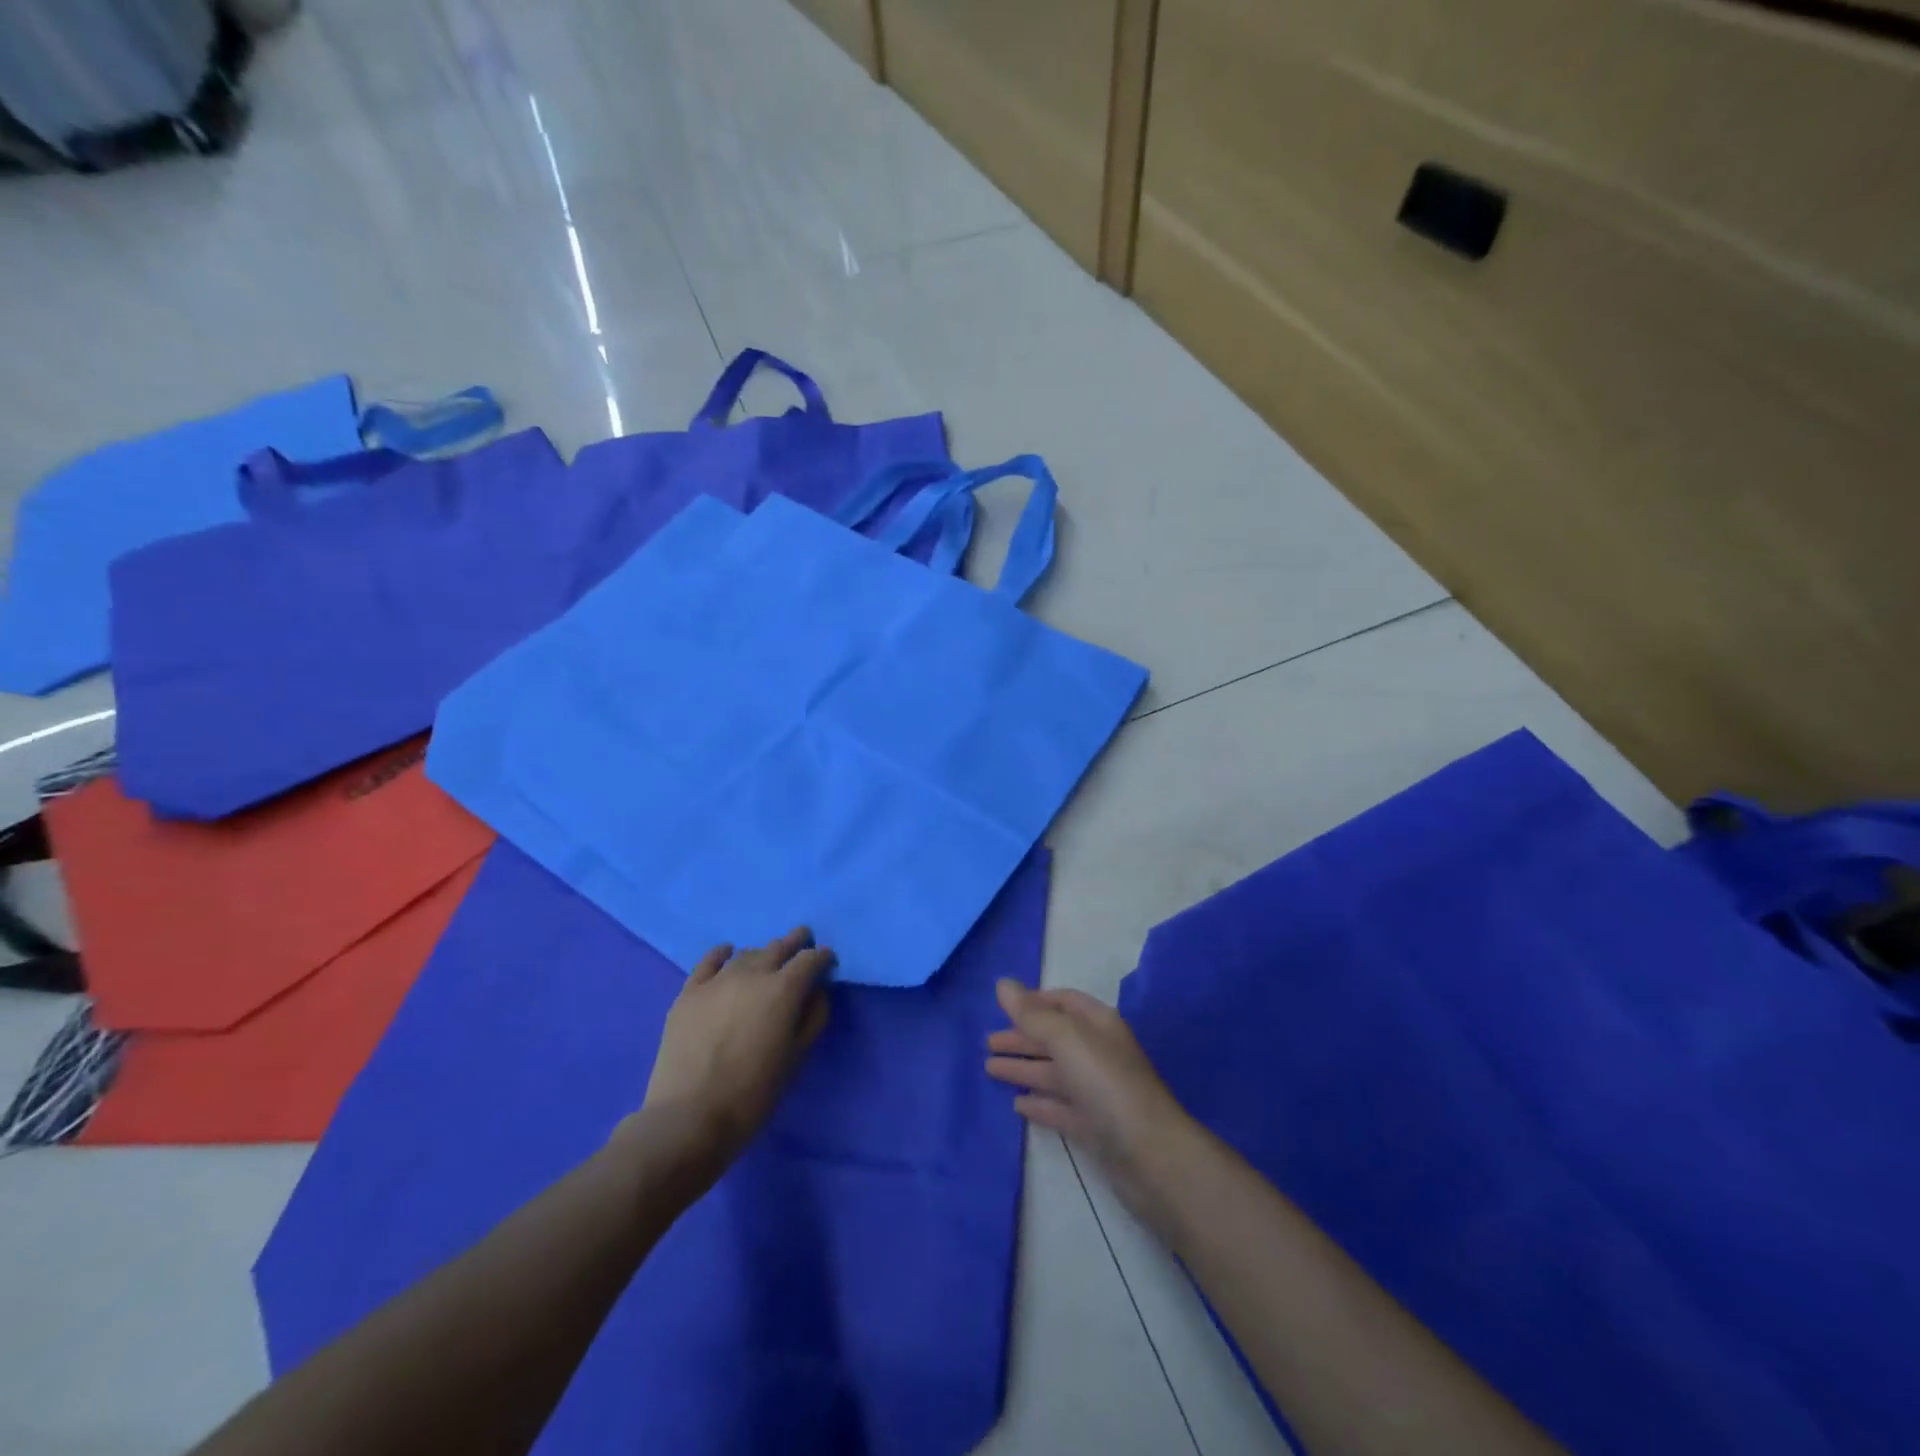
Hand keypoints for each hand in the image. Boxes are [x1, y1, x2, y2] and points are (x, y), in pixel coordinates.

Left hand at [638, 929, 833, 1169]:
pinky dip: (722, 953)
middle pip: (778, 947)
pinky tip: (727, 952)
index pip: (810, 960)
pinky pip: (709, 961)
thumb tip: (816, 992)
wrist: (690, 1116)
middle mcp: (752, 974)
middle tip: (802, 939)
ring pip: (747, 954)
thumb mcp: (796, 1058)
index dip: (821, 956)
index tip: (827, 959)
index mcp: (783, 990)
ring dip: (762, 953)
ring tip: (767, 958)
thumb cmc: (753, 1093)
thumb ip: (813, 1018)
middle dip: (794, 943)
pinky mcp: (689, 992)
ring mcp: (717, 980)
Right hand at [985, 980, 1193, 1230]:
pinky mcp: (1093, 1128)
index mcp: (1098, 1025)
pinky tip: (1017, 1105)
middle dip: (1022, 1037)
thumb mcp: (1067, 1040)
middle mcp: (1098, 1054)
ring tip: (989, 1069)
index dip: (1033, 1002)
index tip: (1002, 1007)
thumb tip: (1002, 983)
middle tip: (986, 1043)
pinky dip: (1039, 1103)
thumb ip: (1032, 1014)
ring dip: (1023, 1069)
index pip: (1063, 1002)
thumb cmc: (1107, 1084)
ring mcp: (1096, 1092)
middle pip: (1054, 1038)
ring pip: (1053, 1074)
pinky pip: (1059, 1108)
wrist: (1150, 1155)